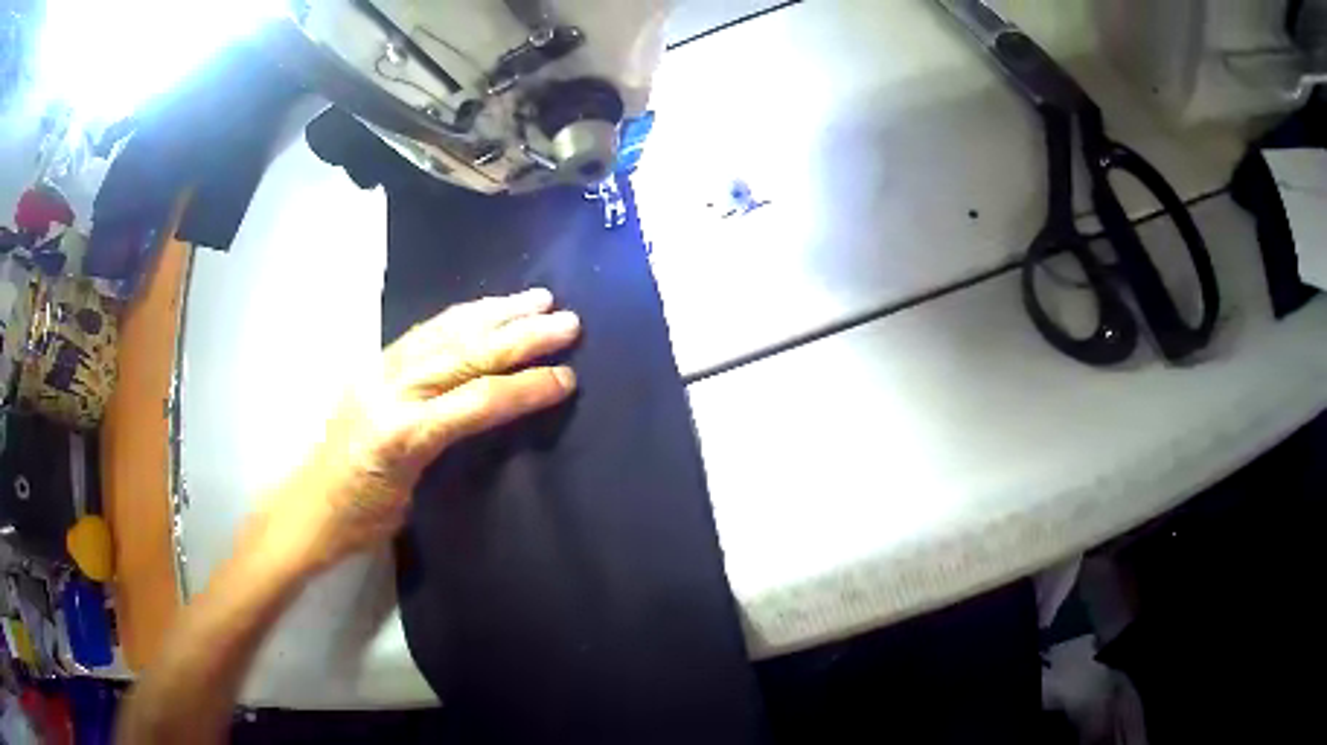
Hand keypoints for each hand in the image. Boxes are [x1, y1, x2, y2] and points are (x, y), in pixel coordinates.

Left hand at [255, 288, 580, 574]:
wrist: (309, 508)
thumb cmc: (361, 518)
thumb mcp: (412, 501)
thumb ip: (447, 453)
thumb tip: (493, 419)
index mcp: (402, 434)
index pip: (477, 401)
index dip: (526, 388)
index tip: (568, 377)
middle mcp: (391, 390)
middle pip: (465, 355)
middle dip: (520, 336)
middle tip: (568, 322)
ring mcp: (380, 371)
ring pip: (446, 332)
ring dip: (495, 313)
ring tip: (537, 298)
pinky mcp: (375, 364)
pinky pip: (425, 332)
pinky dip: (460, 316)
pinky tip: (484, 308)